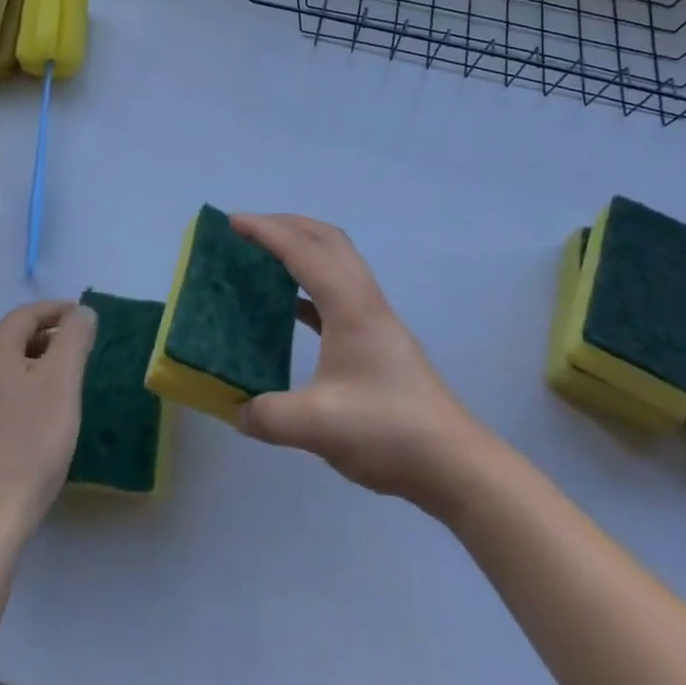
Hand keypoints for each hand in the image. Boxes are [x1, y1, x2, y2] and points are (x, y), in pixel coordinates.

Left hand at [0, 299, 96, 546]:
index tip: (81, 317)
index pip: (25, 314)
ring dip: (17, 360)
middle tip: (64, 347)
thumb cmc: (30, 445)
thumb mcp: (63, 383)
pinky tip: (20, 413)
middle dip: (35, 333)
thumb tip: (80, 312)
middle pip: (2, 335)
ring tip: (45, 379)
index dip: (55, 310)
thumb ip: (74, 339)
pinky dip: (3, 386)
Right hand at [231, 214, 484, 511]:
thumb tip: (236, 409)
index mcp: (349, 305)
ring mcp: (375, 318)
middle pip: (325, 238)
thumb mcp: (319, 428)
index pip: (302, 250)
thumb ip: (269, 416)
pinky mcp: (377, 339)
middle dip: (285, 224)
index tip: (231, 221)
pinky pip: (338, 290)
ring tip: (265, 258)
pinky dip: (310, 282)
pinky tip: (290, 307)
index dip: (265, 231)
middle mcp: (364, 299)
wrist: (454, 463)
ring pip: (336, 260)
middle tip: (247, 231)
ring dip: (301, 248)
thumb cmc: (388, 431)